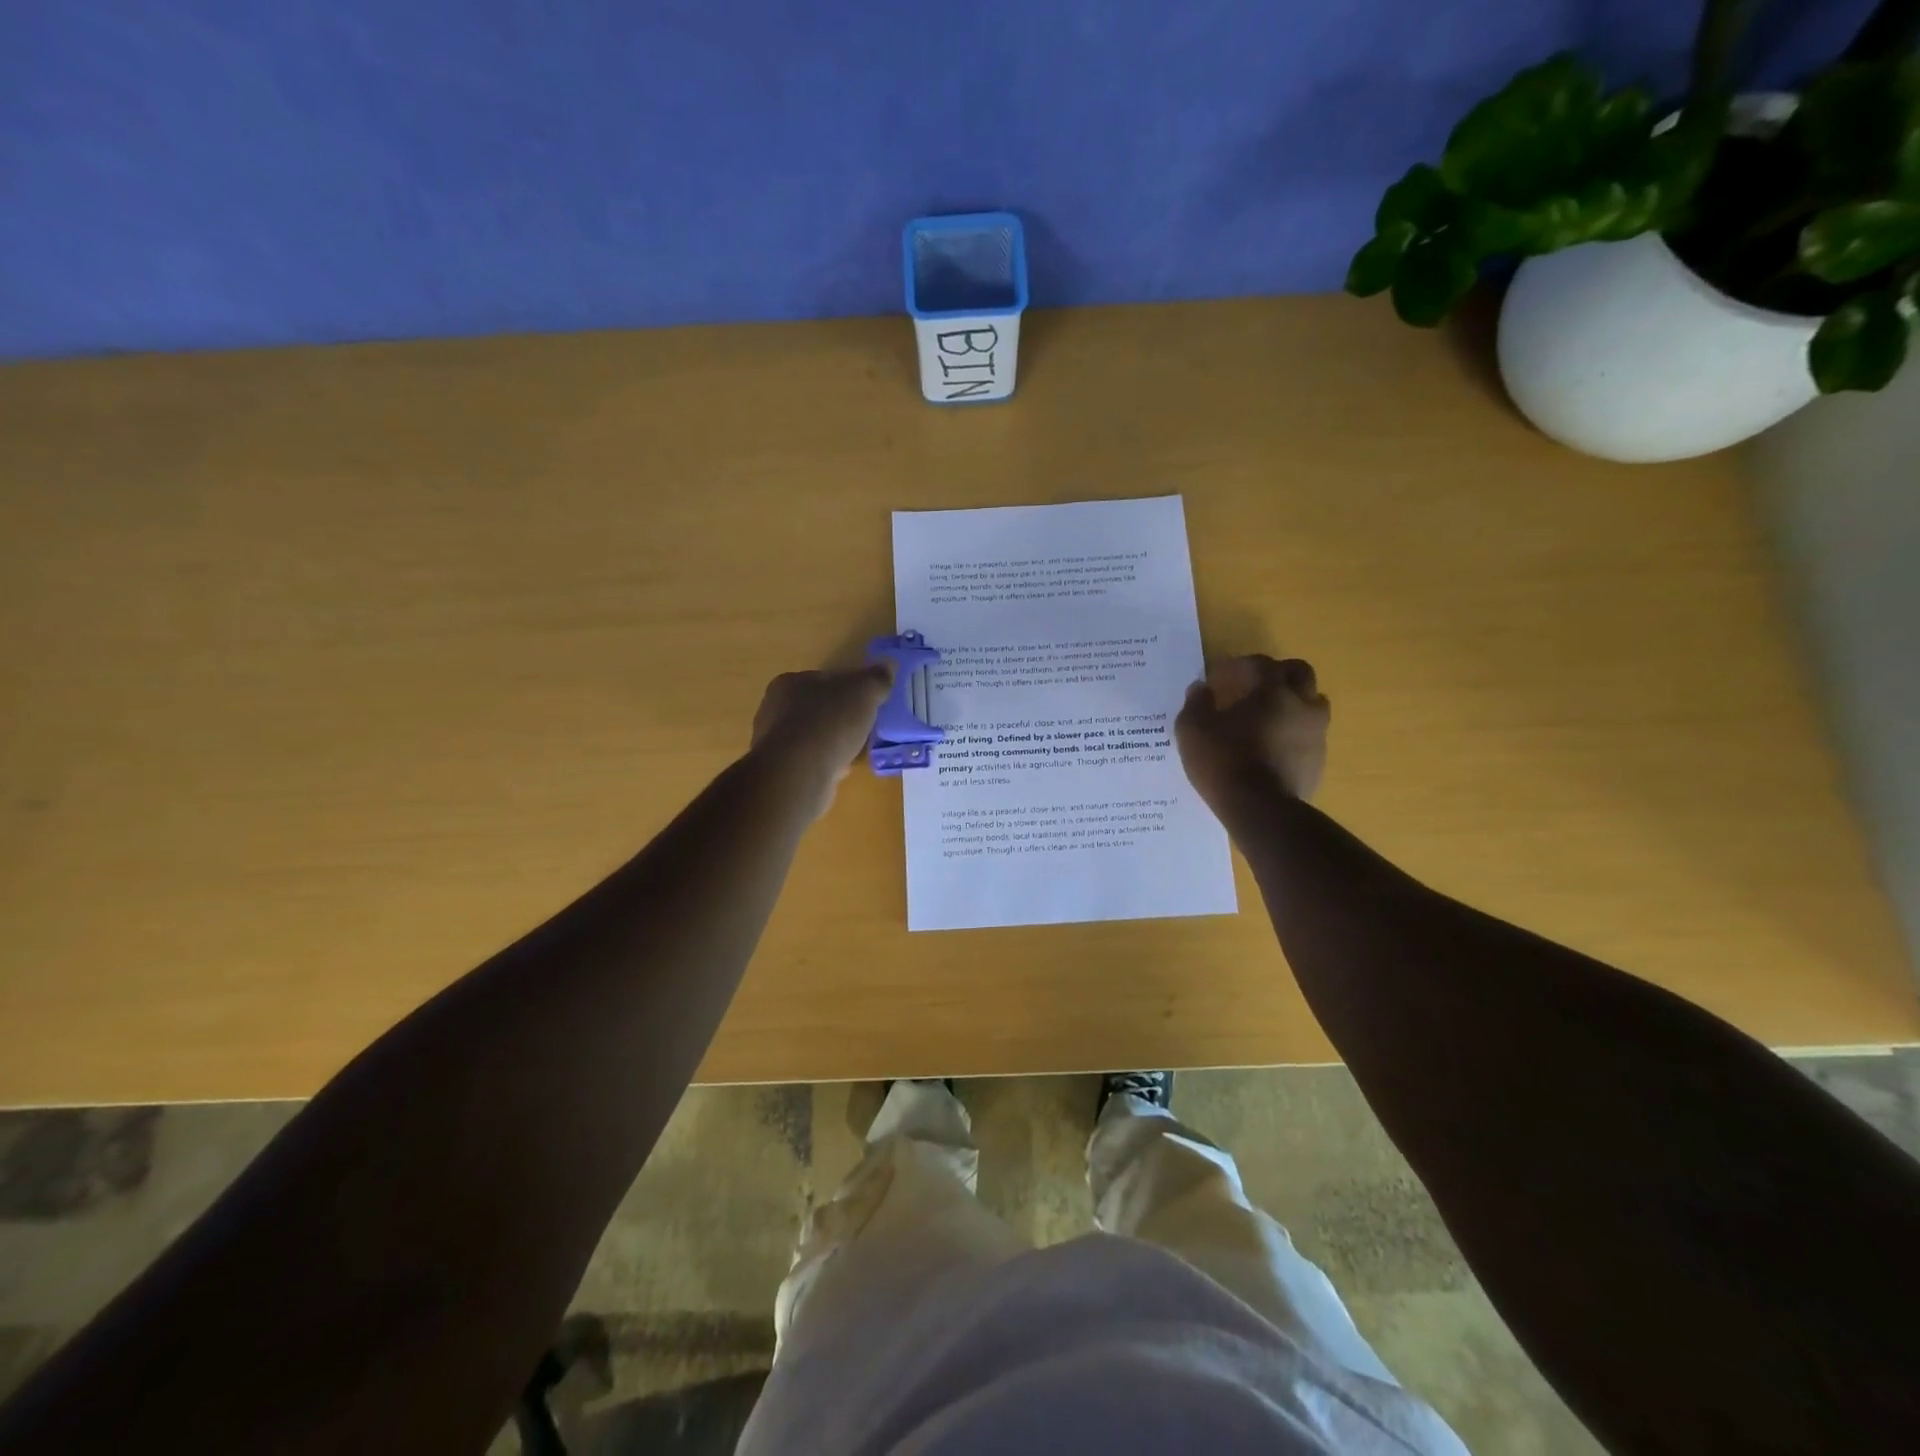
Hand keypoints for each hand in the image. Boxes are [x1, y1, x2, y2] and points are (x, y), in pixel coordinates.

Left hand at [748, 664, 894, 819]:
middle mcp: (774, 709)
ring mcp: (774, 742)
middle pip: (817, 708)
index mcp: (789, 683)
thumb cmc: (829, 723)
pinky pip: (809, 761)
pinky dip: (826, 763)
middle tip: (865, 727)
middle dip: (841, 717)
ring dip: (833, 742)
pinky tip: (841, 770)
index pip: (824, 679)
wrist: (799, 774)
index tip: (867, 702)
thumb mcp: (863, 692)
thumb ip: (876, 679)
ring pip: (813, 736)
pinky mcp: (780, 770)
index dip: (848, 689)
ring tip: (856, 751)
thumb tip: (888, 666)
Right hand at [1176, 655, 1329, 811]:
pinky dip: (1293, 733)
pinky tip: (1272, 747)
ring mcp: (1316, 734)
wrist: (1260, 810)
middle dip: (1275, 674)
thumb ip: (1196, 702)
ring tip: (1266, 717)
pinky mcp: (1318, 761)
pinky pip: (1309, 736)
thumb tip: (1200, 688)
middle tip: (1251, 687)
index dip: (1238, 666)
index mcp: (1273, 690)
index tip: (1217, 679)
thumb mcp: (1192, 729)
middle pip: (1299, 673)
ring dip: (1291, 703)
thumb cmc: (1223, 761)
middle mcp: (1302, 705)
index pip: (1260, 663)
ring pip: (1312, 704)